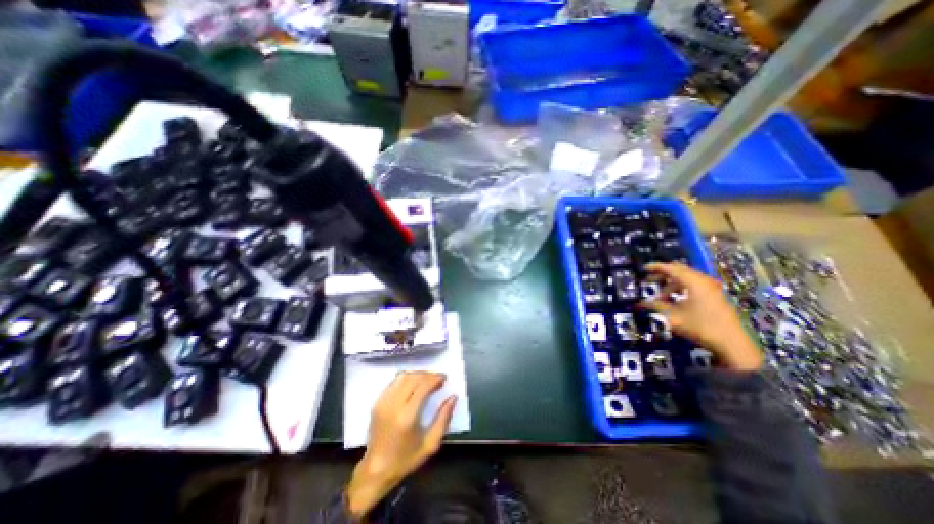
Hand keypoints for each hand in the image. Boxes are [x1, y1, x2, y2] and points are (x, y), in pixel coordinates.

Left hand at [346, 371, 456, 518]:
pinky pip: (394, 383)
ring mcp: (383, 402)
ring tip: (427, 379)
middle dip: (428, 375)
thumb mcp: (430, 444)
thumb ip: (444, 419)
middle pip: (413, 378)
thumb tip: (453, 397)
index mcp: (407, 417)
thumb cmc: (406, 459)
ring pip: (403, 377)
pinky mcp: (377, 402)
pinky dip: (406, 379)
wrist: (376, 470)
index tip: (444, 378)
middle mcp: (393, 405)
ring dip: (417, 374)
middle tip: (438, 378)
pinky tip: (413, 384)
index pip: (423, 387)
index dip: (435, 379)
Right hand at [642, 262, 765, 371]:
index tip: (643, 269)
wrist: (731, 344)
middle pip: (679, 270)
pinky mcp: (715, 295)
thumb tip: (640, 303)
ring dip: (672, 283)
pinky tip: (675, 299)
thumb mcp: (672, 317)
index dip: (655, 267)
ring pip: (687, 278)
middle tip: (649, 281)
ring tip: (661, 296)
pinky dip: (681, 288)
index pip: (670, 268)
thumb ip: (655, 306)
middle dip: (663, 274)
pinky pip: (694, 284)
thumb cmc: (699, 327)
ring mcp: (711, 287)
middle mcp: (703, 280)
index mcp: (693, 282)